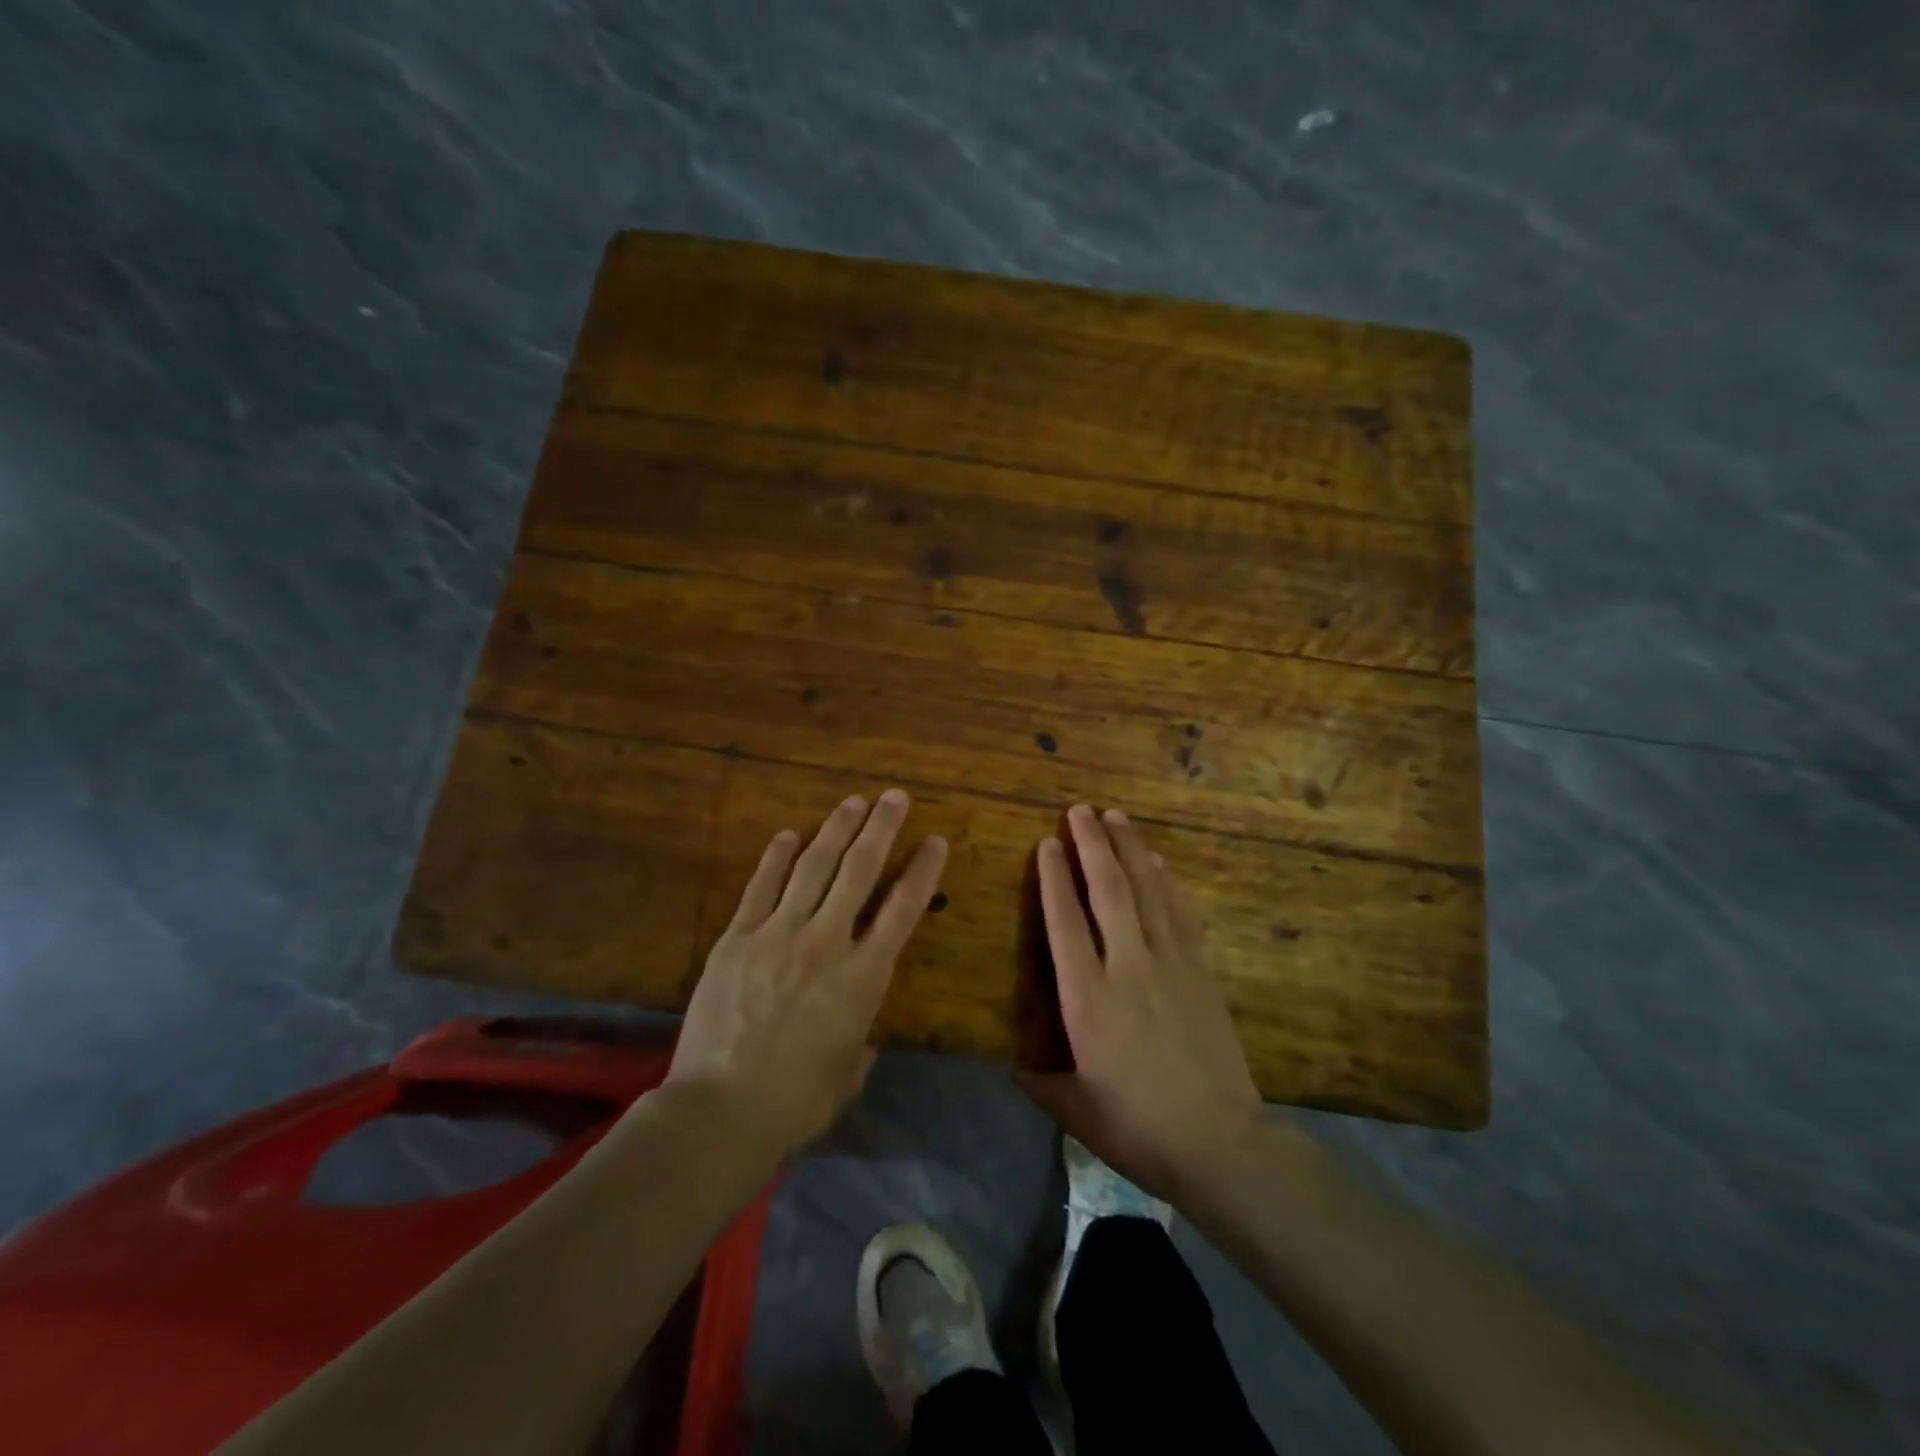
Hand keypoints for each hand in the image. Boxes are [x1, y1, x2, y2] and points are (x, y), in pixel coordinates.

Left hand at [665, 789, 947, 1157]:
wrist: (721, 1110)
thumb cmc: (796, 1100)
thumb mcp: (848, 1073)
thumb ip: (861, 1044)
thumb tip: (861, 1035)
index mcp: (863, 976)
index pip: (903, 909)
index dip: (922, 870)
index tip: (935, 840)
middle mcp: (827, 942)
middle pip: (859, 871)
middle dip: (881, 828)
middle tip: (894, 797)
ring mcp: (778, 934)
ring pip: (813, 867)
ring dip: (836, 830)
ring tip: (853, 802)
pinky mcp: (737, 938)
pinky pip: (761, 887)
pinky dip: (776, 858)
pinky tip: (788, 835)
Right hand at [1019, 804, 1263, 1203]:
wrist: (1221, 1143)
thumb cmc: (1138, 1128)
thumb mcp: (1077, 1111)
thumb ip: (1040, 1082)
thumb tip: (1011, 1067)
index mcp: (1088, 1000)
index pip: (1065, 922)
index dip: (1054, 878)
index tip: (1047, 843)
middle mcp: (1127, 968)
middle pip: (1108, 891)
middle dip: (1092, 845)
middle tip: (1080, 810)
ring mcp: (1170, 964)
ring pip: (1147, 891)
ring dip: (1130, 849)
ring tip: (1116, 816)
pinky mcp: (1201, 971)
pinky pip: (1181, 913)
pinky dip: (1167, 882)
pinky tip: (1158, 862)